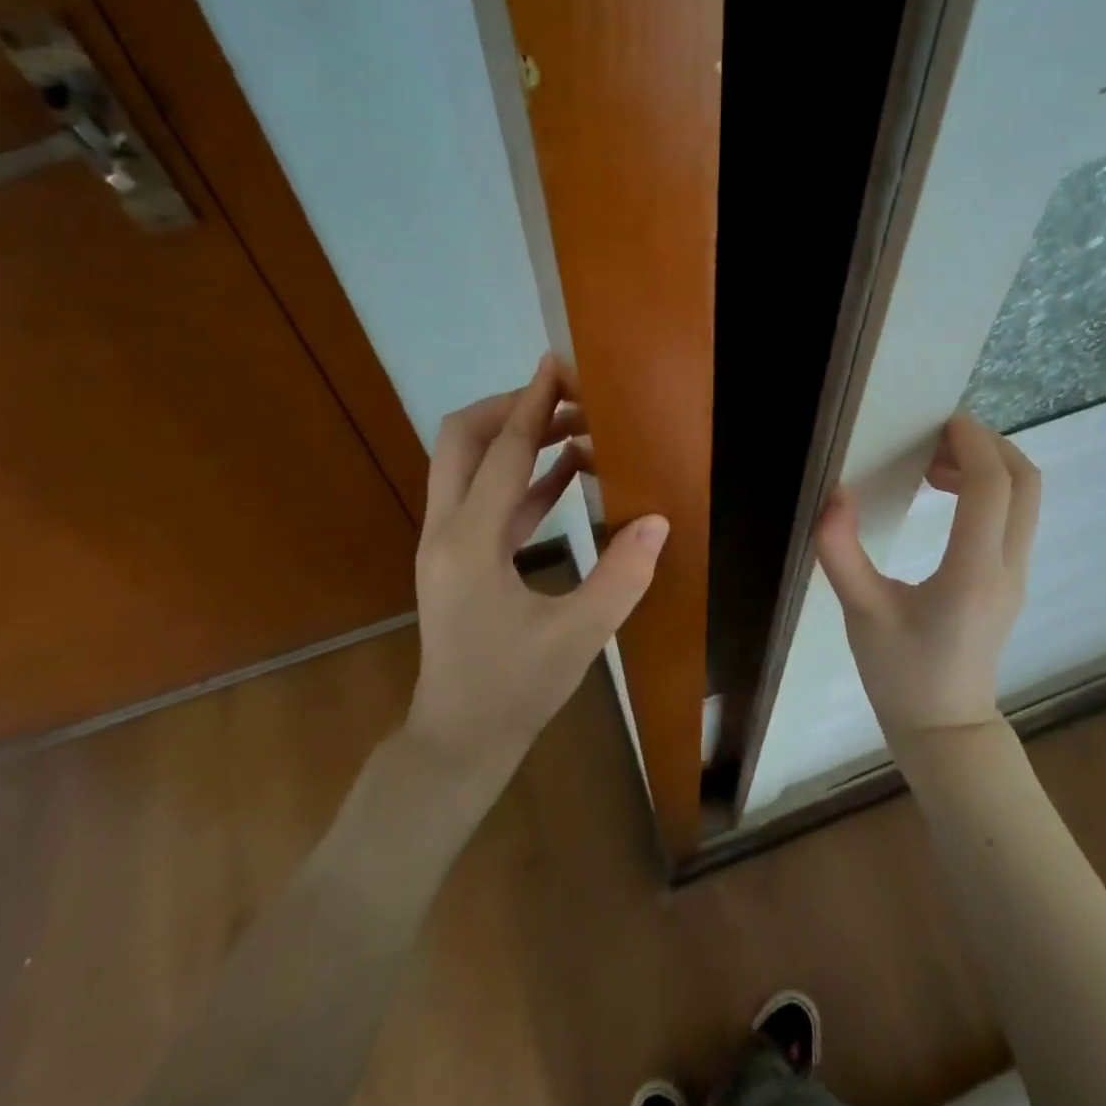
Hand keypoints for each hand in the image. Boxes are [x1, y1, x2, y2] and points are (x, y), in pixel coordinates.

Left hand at [408, 356, 668, 781]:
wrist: (457, 741)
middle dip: (510, 408)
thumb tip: (658, 521)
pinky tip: (568, 469)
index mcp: (469, 543)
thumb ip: (621, 576)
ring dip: (516, 438)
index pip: (501, 453)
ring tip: (575, 425)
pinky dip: (523, 476)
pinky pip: (487, 498)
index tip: (557, 364)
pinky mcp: (459, 557)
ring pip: (469, 464)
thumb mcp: (578, 637)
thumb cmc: (513, 692)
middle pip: (461, 439)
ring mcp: (446, 543)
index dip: (531, 404)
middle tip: (567, 398)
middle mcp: (446, 531)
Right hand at [815, 412, 1040, 748]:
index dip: (970, 442)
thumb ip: (840, 551)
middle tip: (935, 436)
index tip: (936, 420)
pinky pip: (1014, 516)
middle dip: (987, 444)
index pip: (992, 486)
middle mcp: (1006, 566)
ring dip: (988, 465)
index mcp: (972, 572)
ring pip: (1026, 497)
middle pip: (1025, 481)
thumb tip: (833, 495)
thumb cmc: (900, 674)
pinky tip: (944, 494)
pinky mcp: (1011, 580)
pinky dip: (989, 488)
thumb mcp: (860, 612)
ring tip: (932, 463)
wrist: (946, 730)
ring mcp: (1016, 574)